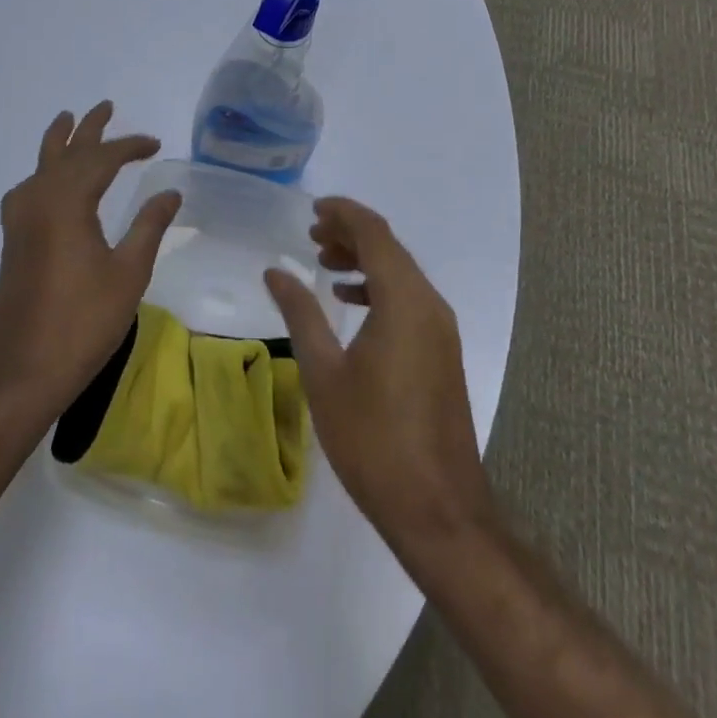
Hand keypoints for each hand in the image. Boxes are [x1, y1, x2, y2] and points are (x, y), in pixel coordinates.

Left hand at [0, 101, 181, 423]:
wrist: (21, 370)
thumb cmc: (82, 322)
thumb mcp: (128, 274)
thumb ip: (149, 226)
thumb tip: (170, 191)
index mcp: (67, 202)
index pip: (102, 158)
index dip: (130, 146)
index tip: (154, 143)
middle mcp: (39, 200)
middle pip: (66, 152)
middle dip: (88, 129)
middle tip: (105, 106)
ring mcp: (20, 220)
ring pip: (41, 166)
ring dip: (59, 143)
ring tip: (67, 121)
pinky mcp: (13, 240)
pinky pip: (29, 187)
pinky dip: (44, 171)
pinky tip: (47, 181)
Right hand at [264, 197, 495, 553]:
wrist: (436, 508)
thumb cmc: (372, 438)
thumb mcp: (324, 372)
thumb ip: (300, 313)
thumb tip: (274, 271)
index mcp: (404, 301)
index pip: (375, 233)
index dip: (344, 213)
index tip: (313, 209)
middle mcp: (429, 304)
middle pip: (390, 248)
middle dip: (351, 234)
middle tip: (311, 234)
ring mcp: (441, 329)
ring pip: (401, 273)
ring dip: (364, 259)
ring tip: (323, 261)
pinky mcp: (441, 351)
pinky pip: (409, 298)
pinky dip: (379, 287)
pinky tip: (350, 302)